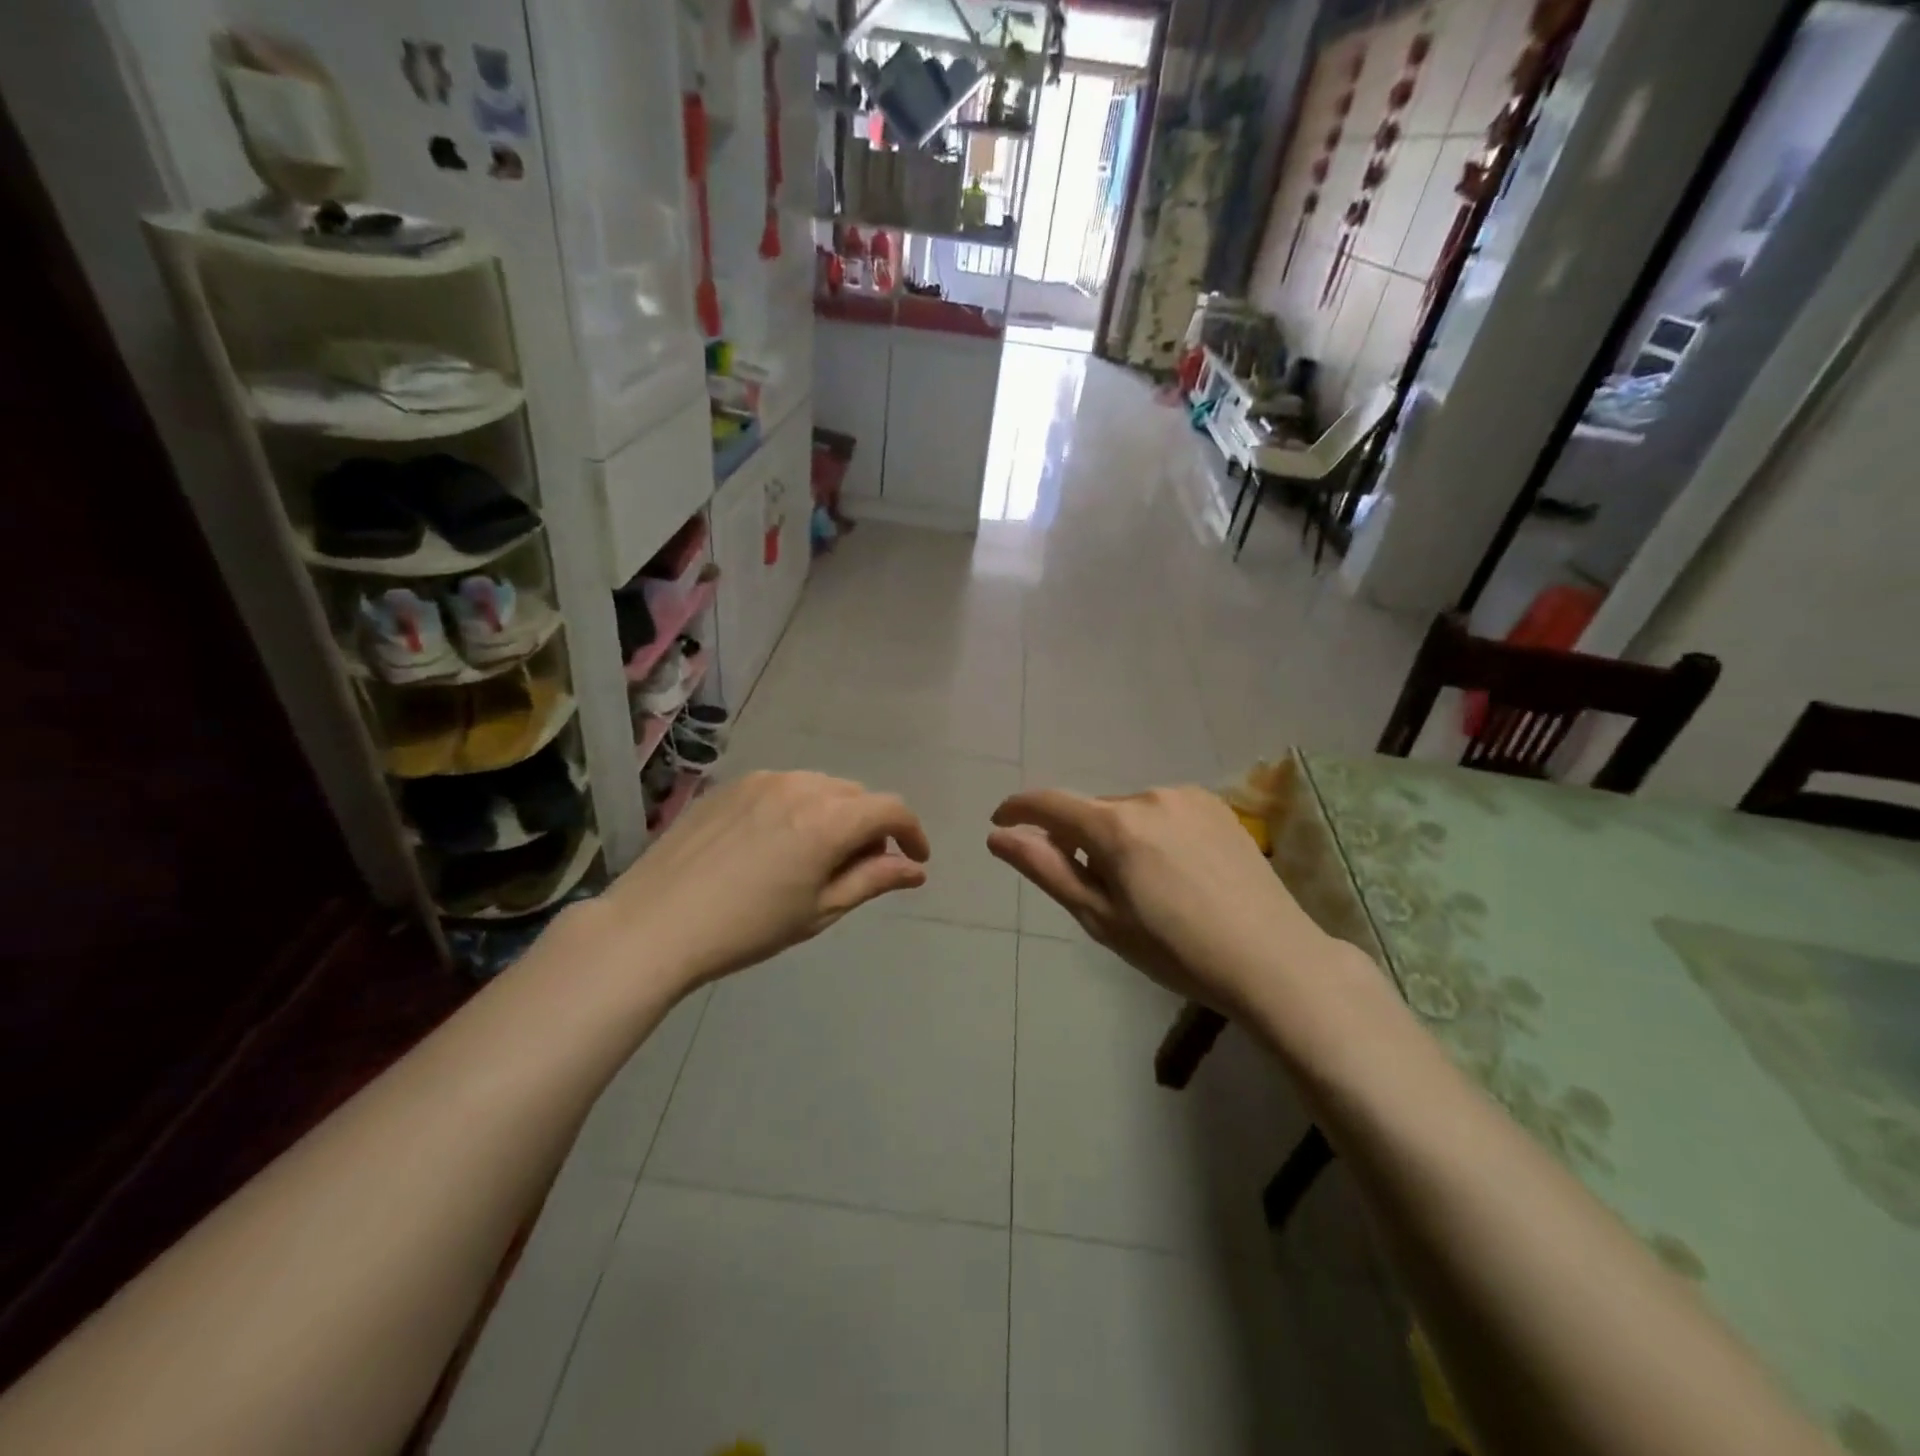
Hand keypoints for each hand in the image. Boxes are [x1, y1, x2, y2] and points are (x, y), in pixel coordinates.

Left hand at [605, 771, 929, 990]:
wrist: (654, 925)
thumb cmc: (746, 928)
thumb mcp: (819, 910)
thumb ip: (872, 880)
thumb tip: (914, 870)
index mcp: (828, 819)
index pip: (891, 809)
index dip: (912, 833)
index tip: (915, 860)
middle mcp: (801, 785)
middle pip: (856, 795)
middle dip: (870, 826)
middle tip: (858, 868)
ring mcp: (762, 779)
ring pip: (820, 787)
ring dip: (834, 814)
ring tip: (815, 856)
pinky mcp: (731, 785)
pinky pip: (783, 787)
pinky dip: (798, 807)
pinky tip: (775, 844)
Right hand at [987, 785, 1327, 1013]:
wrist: (1273, 960)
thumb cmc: (1176, 951)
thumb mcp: (1100, 918)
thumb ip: (1046, 869)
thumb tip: (998, 837)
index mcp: (1116, 826)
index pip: (1049, 803)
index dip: (1017, 810)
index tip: (1000, 822)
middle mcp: (1149, 796)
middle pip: (1092, 811)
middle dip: (1079, 840)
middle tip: (1097, 891)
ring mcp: (1187, 797)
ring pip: (1129, 811)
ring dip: (1118, 837)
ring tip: (1144, 887)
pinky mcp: (1218, 806)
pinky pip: (1163, 811)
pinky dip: (1152, 832)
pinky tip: (1177, 872)